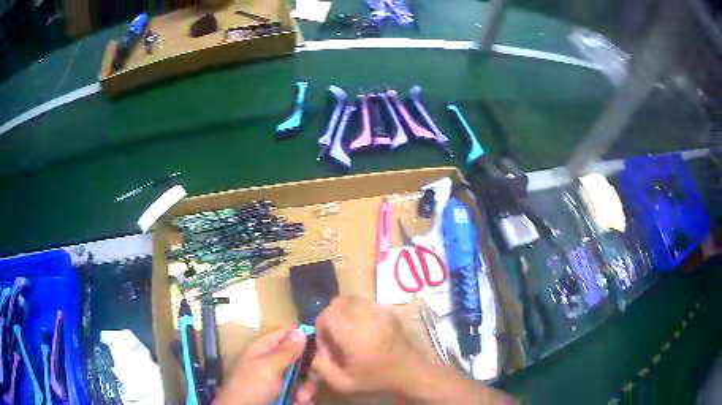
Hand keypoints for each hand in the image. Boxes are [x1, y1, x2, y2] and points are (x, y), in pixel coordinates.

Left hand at [214, 326, 315, 404]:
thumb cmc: (251, 386)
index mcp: (262, 348)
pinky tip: (300, 402)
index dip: (302, 335)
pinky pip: (296, 392)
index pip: (285, 333)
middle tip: (312, 378)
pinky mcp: (279, 394)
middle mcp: (269, 361)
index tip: (322, 343)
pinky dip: (301, 398)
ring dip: (305, 387)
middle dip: (307, 369)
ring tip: (303, 397)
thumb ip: (286, 351)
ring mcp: (274, 380)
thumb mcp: (268, 367)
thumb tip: (301, 330)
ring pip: (299, 377)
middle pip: (296, 357)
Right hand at [311, 297, 420, 394]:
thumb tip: (315, 353)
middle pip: (339, 302)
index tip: (327, 343)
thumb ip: (322, 368)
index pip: (327, 314)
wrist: (412, 374)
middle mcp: (366, 317)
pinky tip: (366, 331)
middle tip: (336, 335)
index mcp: (352, 334)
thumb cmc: (377, 380)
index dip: (321, 326)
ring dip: (346, 313)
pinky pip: (368, 305)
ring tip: (351, 332)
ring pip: (354, 301)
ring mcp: (381, 312)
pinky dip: (360, 313)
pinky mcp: (391, 313)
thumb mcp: (344, 383)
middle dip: (332, 316)